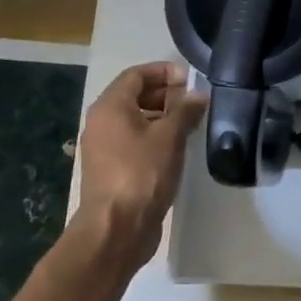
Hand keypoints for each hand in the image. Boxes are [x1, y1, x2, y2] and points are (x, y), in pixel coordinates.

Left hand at [67, 62, 207, 277]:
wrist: (116, 228)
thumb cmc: (142, 174)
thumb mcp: (170, 137)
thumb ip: (185, 111)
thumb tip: (198, 95)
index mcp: (110, 107)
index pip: (136, 75)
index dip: (164, 72)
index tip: (192, 80)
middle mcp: (102, 122)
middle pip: (134, 95)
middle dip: (165, 94)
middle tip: (195, 102)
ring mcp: (104, 148)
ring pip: (135, 120)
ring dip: (163, 117)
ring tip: (191, 124)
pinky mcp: (112, 169)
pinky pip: (134, 141)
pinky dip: (155, 137)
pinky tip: (177, 148)